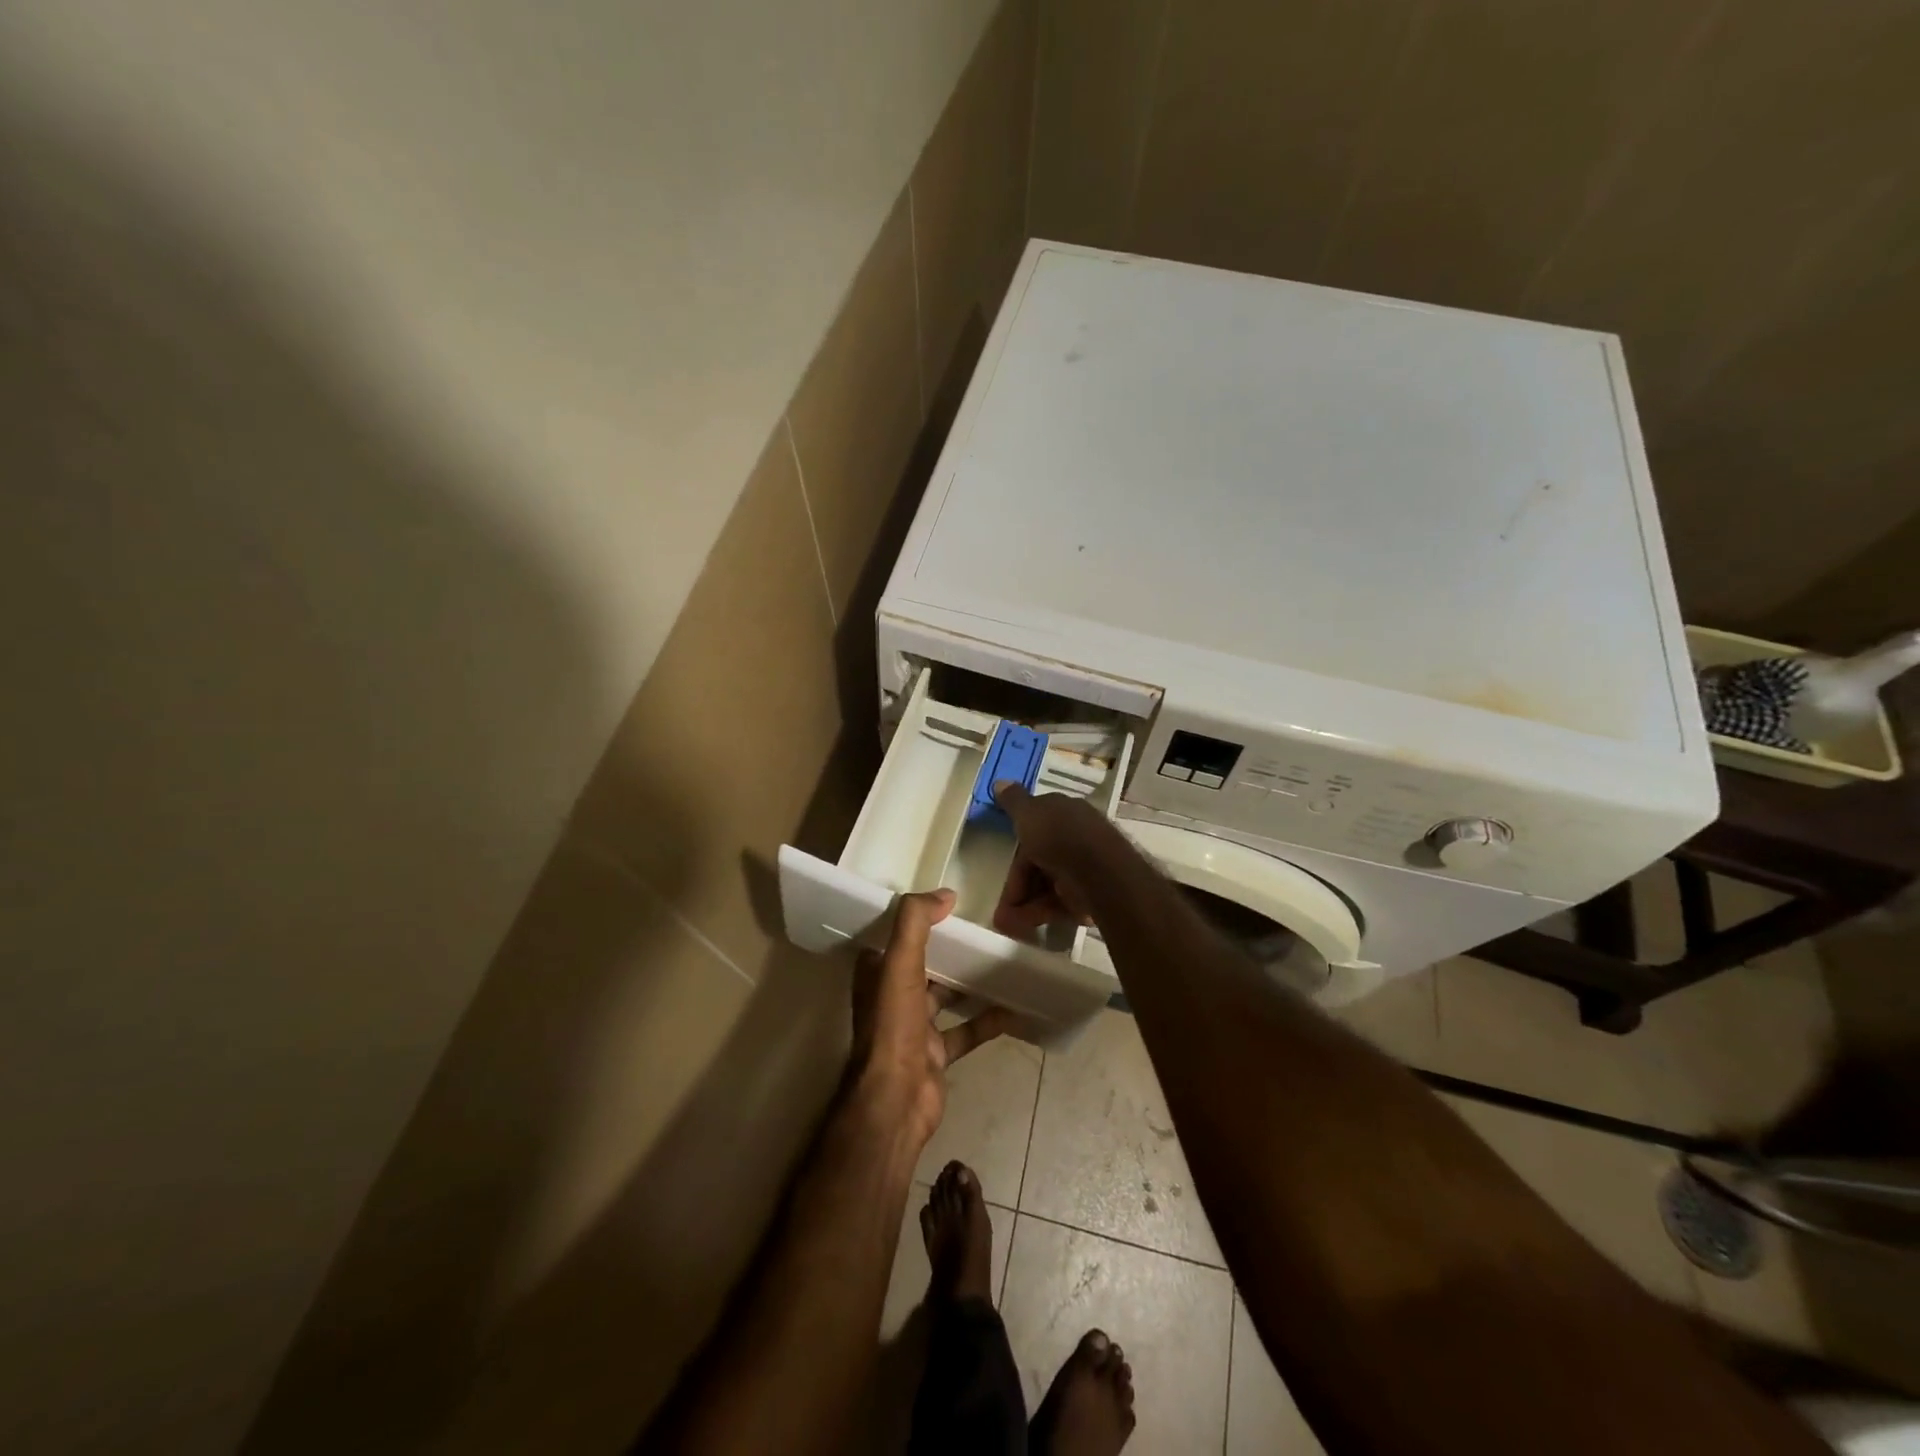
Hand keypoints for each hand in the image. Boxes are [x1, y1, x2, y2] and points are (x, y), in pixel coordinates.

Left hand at [851, 888, 1015, 1147]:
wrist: (897, 1099)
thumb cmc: (893, 1026)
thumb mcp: (899, 963)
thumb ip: (915, 922)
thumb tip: (945, 893)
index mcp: (876, 975)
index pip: (892, 938)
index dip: (913, 921)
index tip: (942, 904)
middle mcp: (892, 999)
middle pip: (922, 965)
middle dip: (946, 949)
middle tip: (980, 929)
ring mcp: (915, 1028)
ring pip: (945, 997)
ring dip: (968, 982)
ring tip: (1000, 960)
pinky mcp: (937, 1054)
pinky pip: (966, 1031)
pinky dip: (987, 1020)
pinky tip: (1013, 1008)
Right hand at [990, 782, 1114, 939]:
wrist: (1099, 872)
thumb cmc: (1059, 836)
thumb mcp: (1029, 813)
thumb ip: (1013, 801)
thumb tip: (999, 781)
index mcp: (1065, 814)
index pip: (1035, 829)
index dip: (1016, 849)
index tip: (1000, 866)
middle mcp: (1077, 837)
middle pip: (1040, 862)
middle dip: (1018, 885)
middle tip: (1002, 907)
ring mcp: (1085, 868)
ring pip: (1048, 886)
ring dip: (1026, 904)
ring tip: (1009, 923)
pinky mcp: (1091, 895)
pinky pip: (1061, 904)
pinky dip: (1043, 913)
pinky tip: (1026, 924)